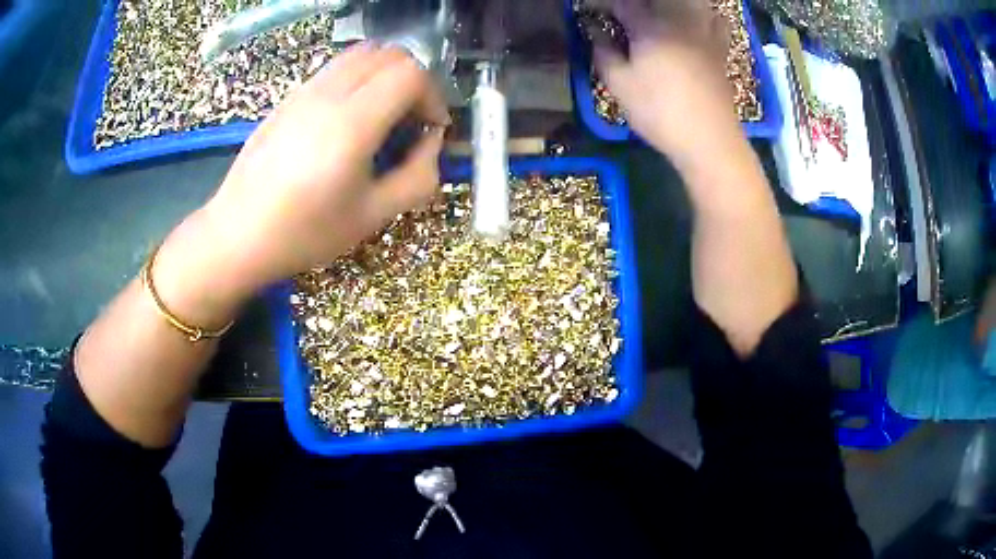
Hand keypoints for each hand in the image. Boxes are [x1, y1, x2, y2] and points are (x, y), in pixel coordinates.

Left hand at [199, 43, 449, 300]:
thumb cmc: (304, 234)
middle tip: (411, 119)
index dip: (433, 96)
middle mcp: (328, 95)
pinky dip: (358, 79)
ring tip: (382, 115)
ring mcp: (304, 92)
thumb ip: (417, 176)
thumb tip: (431, 142)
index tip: (430, 128)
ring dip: (384, 75)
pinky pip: (335, 69)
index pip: (410, 74)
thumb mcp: (373, 216)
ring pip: (360, 55)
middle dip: (413, 81)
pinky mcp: (289, 98)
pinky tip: (349, 119)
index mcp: (352, 124)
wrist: (237, 235)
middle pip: (389, 55)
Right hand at [593, 0, 739, 170]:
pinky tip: (695, 23)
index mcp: (649, 25)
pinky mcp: (720, 49)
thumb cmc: (659, 112)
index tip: (593, 15)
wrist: (709, 139)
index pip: (621, 3)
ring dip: (669, 6)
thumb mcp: (619, 85)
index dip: (603, 6)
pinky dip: (704, 15)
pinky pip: (715, 19)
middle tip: (625, 18)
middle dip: (636, 5)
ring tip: (658, 16)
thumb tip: (594, 30)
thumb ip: (603, 51)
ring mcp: (704, 32)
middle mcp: (678, 19)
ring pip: (689, 3)